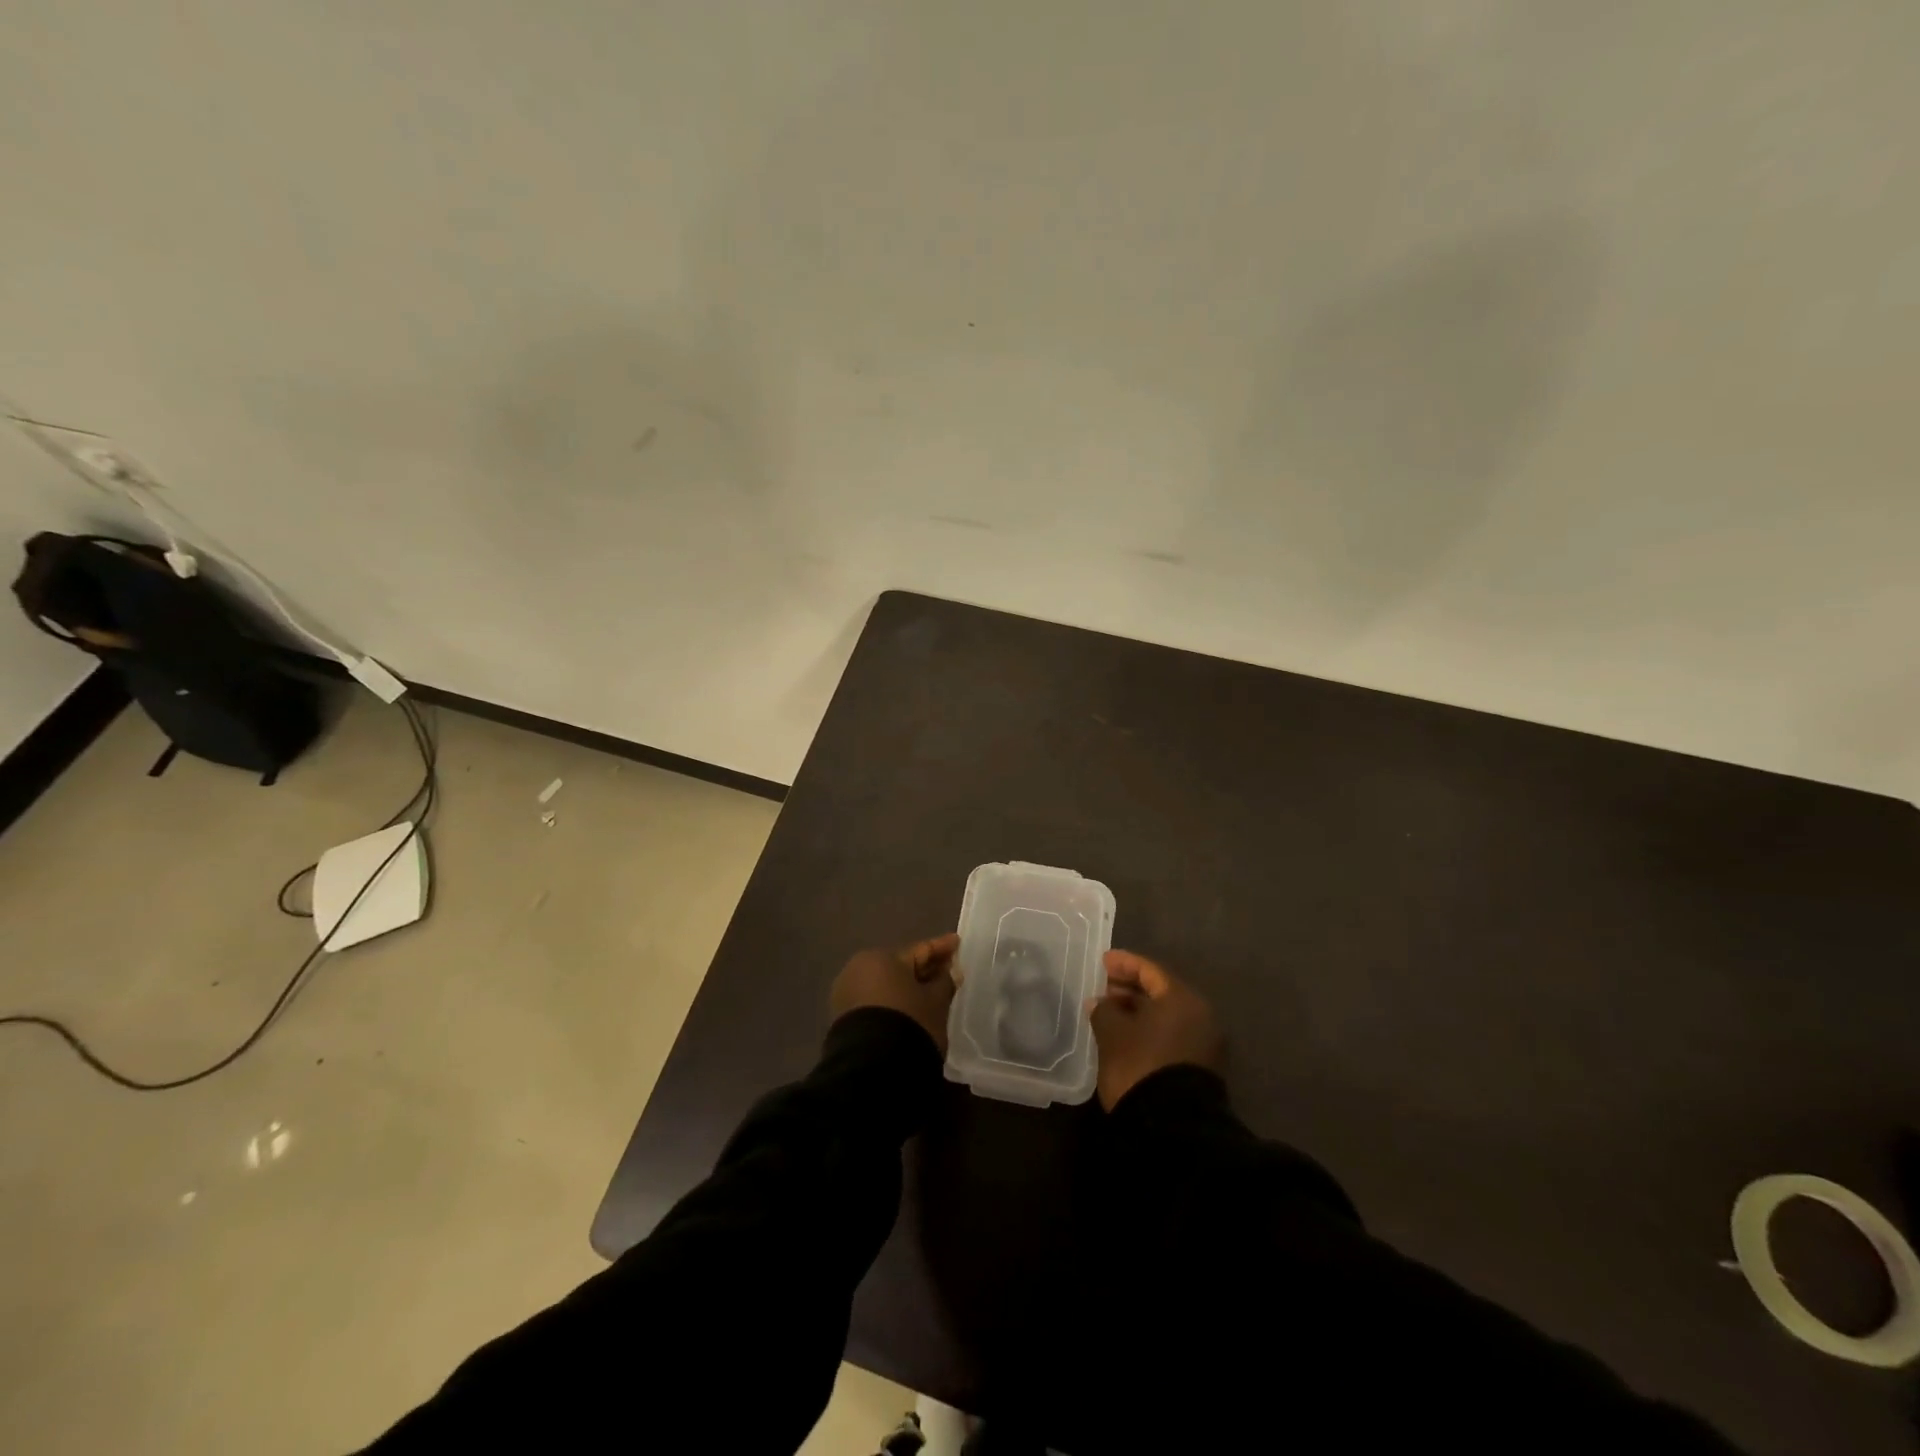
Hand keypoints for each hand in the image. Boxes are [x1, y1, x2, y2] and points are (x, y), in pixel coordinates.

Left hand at [829, 934, 960, 1052]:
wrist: (872, 1069)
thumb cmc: (909, 1023)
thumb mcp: (936, 1002)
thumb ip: (944, 982)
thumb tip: (949, 972)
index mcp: (881, 957)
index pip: (919, 950)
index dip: (941, 947)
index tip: (957, 942)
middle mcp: (859, 968)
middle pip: (900, 966)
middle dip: (924, 969)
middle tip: (947, 970)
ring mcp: (847, 993)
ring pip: (886, 984)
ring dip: (907, 987)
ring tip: (930, 993)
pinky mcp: (842, 1017)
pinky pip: (875, 1001)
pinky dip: (893, 1002)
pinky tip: (909, 1009)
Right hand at [1090, 950, 1222, 1110]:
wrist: (1172, 1128)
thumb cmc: (1140, 1066)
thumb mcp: (1112, 1033)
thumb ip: (1104, 1010)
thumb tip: (1100, 1002)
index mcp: (1182, 999)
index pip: (1150, 970)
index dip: (1124, 963)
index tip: (1103, 962)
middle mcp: (1200, 1015)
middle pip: (1161, 992)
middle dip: (1131, 988)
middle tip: (1104, 988)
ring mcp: (1204, 1043)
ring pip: (1167, 1015)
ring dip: (1139, 1011)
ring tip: (1110, 1013)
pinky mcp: (1200, 1067)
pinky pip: (1171, 1034)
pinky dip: (1149, 1029)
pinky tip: (1127, 1036)